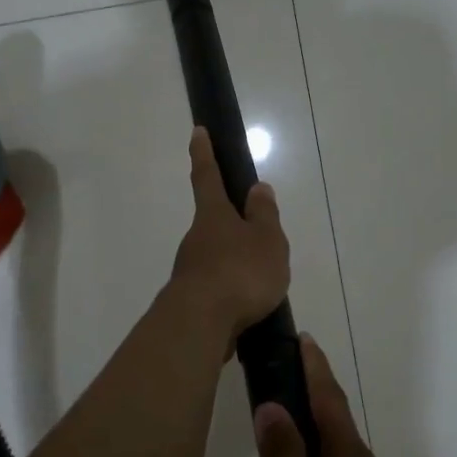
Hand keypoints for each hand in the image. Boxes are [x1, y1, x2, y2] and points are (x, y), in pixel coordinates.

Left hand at [168, 127, 289, 347]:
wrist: (200, 324)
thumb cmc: (239, 272)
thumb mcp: (266, 240)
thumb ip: (264, 216)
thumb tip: (257, 188)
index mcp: (213, 216)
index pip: (206, 176)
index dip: (204, 153)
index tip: (197, 131)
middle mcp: (196, 238)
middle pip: (214, 222)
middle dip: (233, 225)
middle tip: (262, 238)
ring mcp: (190, 270)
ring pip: (216, 257)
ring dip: (236, 262)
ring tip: (265, 282)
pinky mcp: (192, 300)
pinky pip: (217, 287)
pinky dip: (232, 291)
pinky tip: (249, 307)